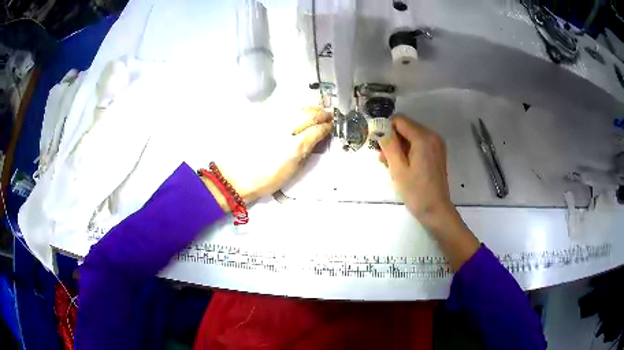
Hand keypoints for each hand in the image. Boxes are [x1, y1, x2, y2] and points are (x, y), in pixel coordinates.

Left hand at [203, 107, 331, 208]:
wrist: (234, 177)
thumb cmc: (263, 180)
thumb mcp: (290, 172)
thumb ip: (305, 153)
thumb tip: (315, 141)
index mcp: (294, 147)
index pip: (316, 130)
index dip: (326, 127)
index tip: (331, 126)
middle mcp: (285, 130)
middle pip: (308, 114)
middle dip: (320, 113)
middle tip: (327, 115)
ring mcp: (272, 122)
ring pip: (295, 108)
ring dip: (308, 109)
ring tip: (314, 111)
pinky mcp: (260, 119)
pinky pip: (281, 109)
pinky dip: (292, 109)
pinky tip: (295, 112)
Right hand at [379, 116, 478, 270]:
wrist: (436, 210)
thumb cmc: (416, 191)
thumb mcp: (398, 168)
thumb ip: (389, 145)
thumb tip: (380, 128)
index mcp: (424, 138)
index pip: (400, 120)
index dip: (386, 129)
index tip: (378, 145)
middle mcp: (432, 136)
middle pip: (406, 128)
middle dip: (392, 140)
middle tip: (383, 160)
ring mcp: (436, 145)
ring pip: (411, 137)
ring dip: (399, 147)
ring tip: (391, 166)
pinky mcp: (437, 153)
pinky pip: (418, 145)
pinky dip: (408, 152)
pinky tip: (402, 167)